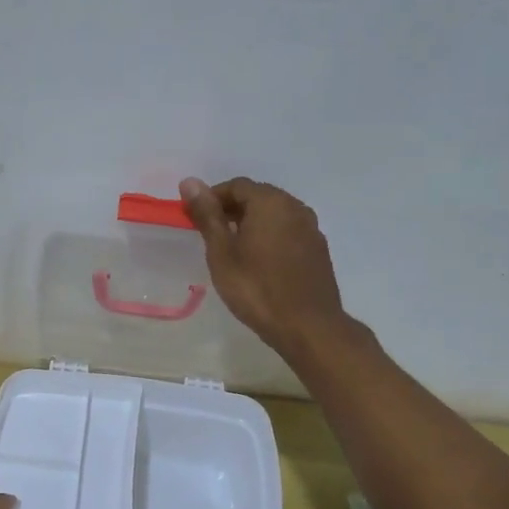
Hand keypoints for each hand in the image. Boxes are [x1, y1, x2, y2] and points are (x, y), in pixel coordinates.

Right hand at [180, 176, 350, 355]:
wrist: (308, 327)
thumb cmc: (257, 288)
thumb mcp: (222, 252)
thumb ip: (207, 215)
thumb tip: (189, 181)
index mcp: (270, 202)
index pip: (236, 185)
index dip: (212, 198)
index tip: (195, 219)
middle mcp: (295, 207)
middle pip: (258, 196)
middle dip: (232, 209)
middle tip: (212, 235)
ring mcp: (311, 228)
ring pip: (275, 215)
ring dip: (252, 223)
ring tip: (234, 249)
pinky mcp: (319, 249)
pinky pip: (289, 231)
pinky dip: (271, 237)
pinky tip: (260, 262)